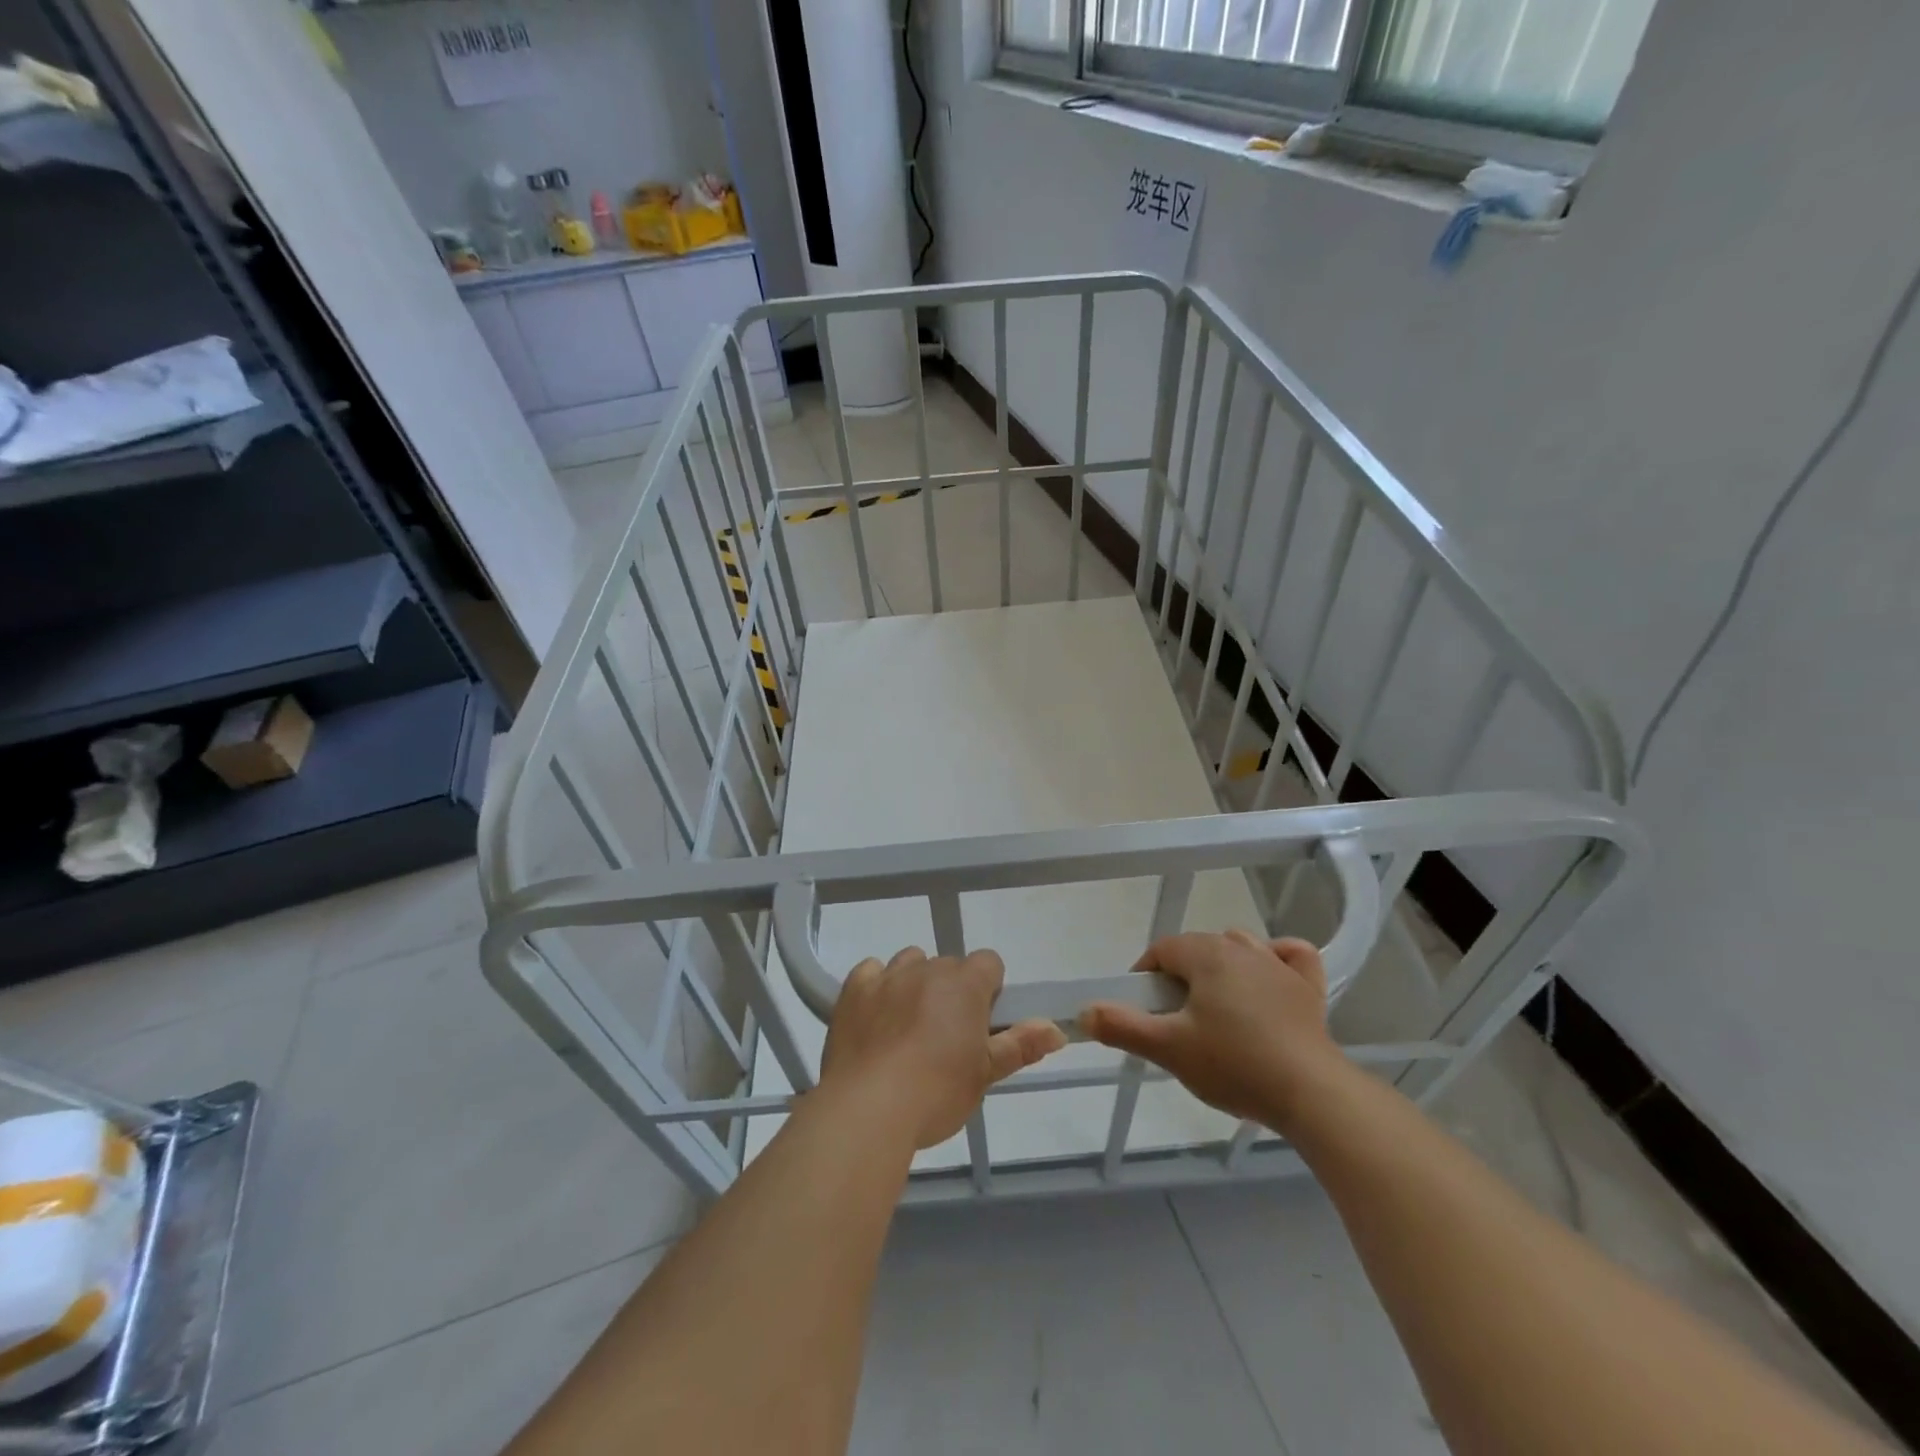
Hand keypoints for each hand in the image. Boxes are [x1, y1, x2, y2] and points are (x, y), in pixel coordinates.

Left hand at [820, 946, 1067, 1149]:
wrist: (869, 1109)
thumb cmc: (937, 1093)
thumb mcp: (985, 1075)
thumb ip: (1020, 1045)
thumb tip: (1057, 1029)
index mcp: (965, 985)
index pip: (989, 962)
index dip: (988, 990)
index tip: (980, 1023)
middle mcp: (928, 969)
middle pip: (948, 965)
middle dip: (951, 991)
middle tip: (945, 1035)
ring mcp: (887, 976)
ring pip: (910, 962)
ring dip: (915, 983)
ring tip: (908, 1026)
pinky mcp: (854, 989)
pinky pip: (871, 971)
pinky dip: (876, 987)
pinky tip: (876, 1017)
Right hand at [1080, 931, 1346, 1133]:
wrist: (1311, 1094)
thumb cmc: (1234, 1064)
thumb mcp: (1168, 1048)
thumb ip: (1122, 1026)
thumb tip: (1084, 1011)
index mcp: (1206, 954)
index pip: (1162, 950)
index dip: (1145, 976)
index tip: (1142, 1010)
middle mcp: (1242, 948)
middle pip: (1198, 948)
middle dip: (1179, 976)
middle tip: (1174, 1020)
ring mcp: (1279, 966)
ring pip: (1239, 947)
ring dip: (1221, 966)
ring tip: (1214, 1006)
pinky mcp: (1309, 988)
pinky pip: (1290, 956)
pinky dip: (1278, 959)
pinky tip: (1270, 976)